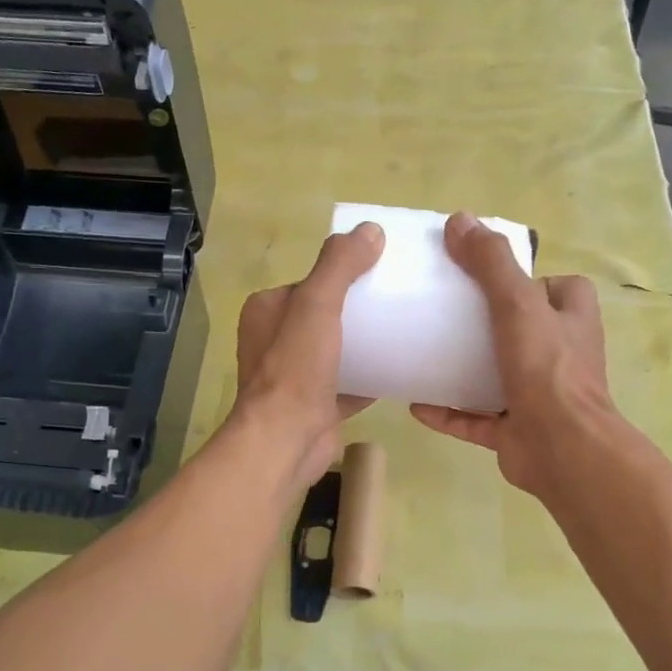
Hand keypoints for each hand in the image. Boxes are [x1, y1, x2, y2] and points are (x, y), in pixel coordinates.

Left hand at [234, 222, 384, 486]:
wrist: (286, 440)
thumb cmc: (295, 368)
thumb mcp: (317, 304)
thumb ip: (339, 265)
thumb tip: (370, 230)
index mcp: (267, 312)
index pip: (308, 283)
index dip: (340, 275)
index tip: (378, 271)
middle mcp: (275, 342)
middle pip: (325, 316)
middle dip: (357, 310)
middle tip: (397, 301)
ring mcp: (295, 377)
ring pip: (337, 351)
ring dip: (365, 344)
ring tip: (404, 331)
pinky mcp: (316, 405)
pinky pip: (348, 384)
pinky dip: (370, 378)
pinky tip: (400, 369)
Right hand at [410, 212, 620, 499]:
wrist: (561, 448)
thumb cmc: (546, 369)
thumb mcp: (518, 304)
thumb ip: (491, 263)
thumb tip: (459, 220)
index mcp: (571, 319)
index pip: (556, 288)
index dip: (528, 281)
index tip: (488, 279)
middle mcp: (560, 355)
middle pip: (522, 330)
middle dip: (487, 325)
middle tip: (445, 315)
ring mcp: (538, 396)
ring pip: (497, 376)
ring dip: (464, 370)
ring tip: (425, 356)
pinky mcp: (516, 431)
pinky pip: (476, 419)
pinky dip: (449, 412)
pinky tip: (417, 405)